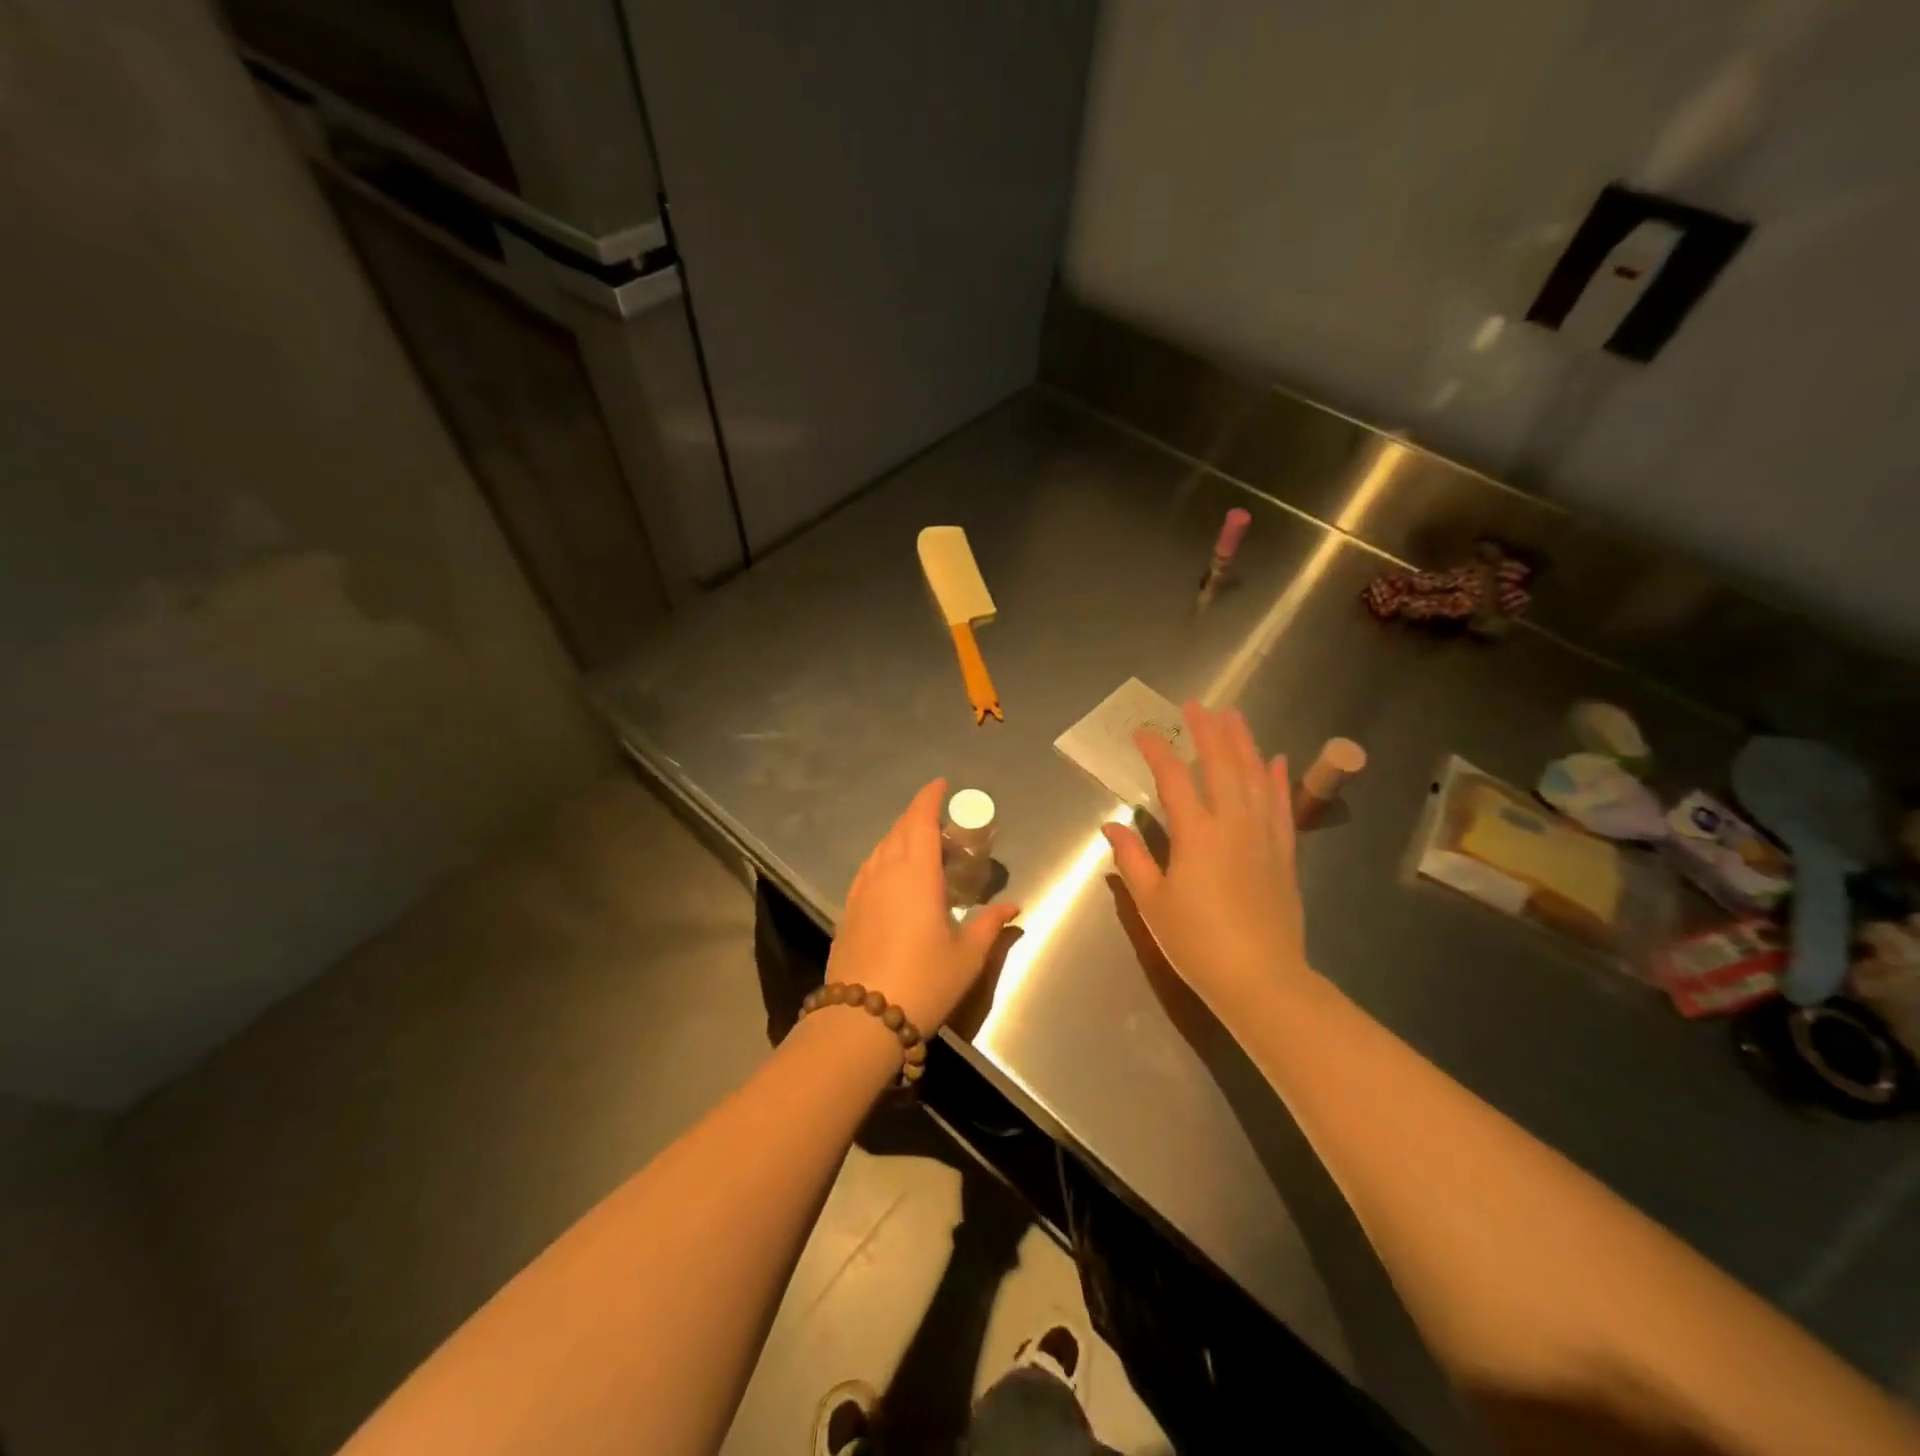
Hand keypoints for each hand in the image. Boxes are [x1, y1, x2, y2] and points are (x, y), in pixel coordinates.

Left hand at [827, 779, 1019, 1033]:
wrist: (861, 1019)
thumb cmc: (924, 981)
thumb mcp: (967, 955)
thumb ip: (989, 925)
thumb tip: (1012, 907)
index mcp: (916, 873)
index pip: (920, 820)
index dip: (929, 798)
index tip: (941, 786)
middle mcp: (885, 872)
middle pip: (899, 831)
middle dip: (918, 818)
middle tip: (942, 826)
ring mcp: (861, 891)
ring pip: (881, 849)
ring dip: (900, 839)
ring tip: (920, 850)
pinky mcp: (848, 910)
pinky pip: (868, 870)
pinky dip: (884, 860)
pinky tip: (893, 878)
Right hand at [1102, 703, 1311, 1020]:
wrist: (1261, 979)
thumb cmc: (1197, 942)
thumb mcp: (1153, 902)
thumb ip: (1132, 859)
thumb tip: (1111, 825)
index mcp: (1196, 835)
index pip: (1174, 779)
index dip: (1157, 751)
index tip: (1142, 732)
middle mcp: (1233, 825)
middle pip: (1222, 765)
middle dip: (1207, 732)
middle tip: (1196, 705)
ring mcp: (1263, 837)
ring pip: (1255, 777)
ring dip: (1244, 743)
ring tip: (1234, 716)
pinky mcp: (1284, 854)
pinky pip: (1281, 806)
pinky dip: (1278, 779)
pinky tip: (1276, 760)